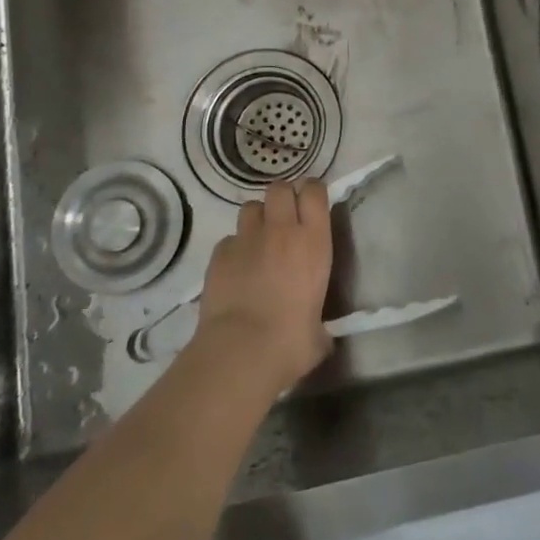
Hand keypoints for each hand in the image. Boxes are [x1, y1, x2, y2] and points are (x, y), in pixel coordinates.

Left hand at [196, 180, 333, 393]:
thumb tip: (319, 336)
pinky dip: (234, 248)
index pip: (314, 192)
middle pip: (280, 188)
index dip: (312, 192)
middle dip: (282, 197)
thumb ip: (319, 324)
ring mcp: (247, 239)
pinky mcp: (219, 254)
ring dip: (257, 218)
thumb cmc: (290, 341)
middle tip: (285, 218)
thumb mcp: (319, 332)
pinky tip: (236, 268)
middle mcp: (282, 230)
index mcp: (314, 242)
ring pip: (251, 207)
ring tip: (259, 240)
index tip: (312, 202)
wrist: (241, 351)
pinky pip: (229, 239)